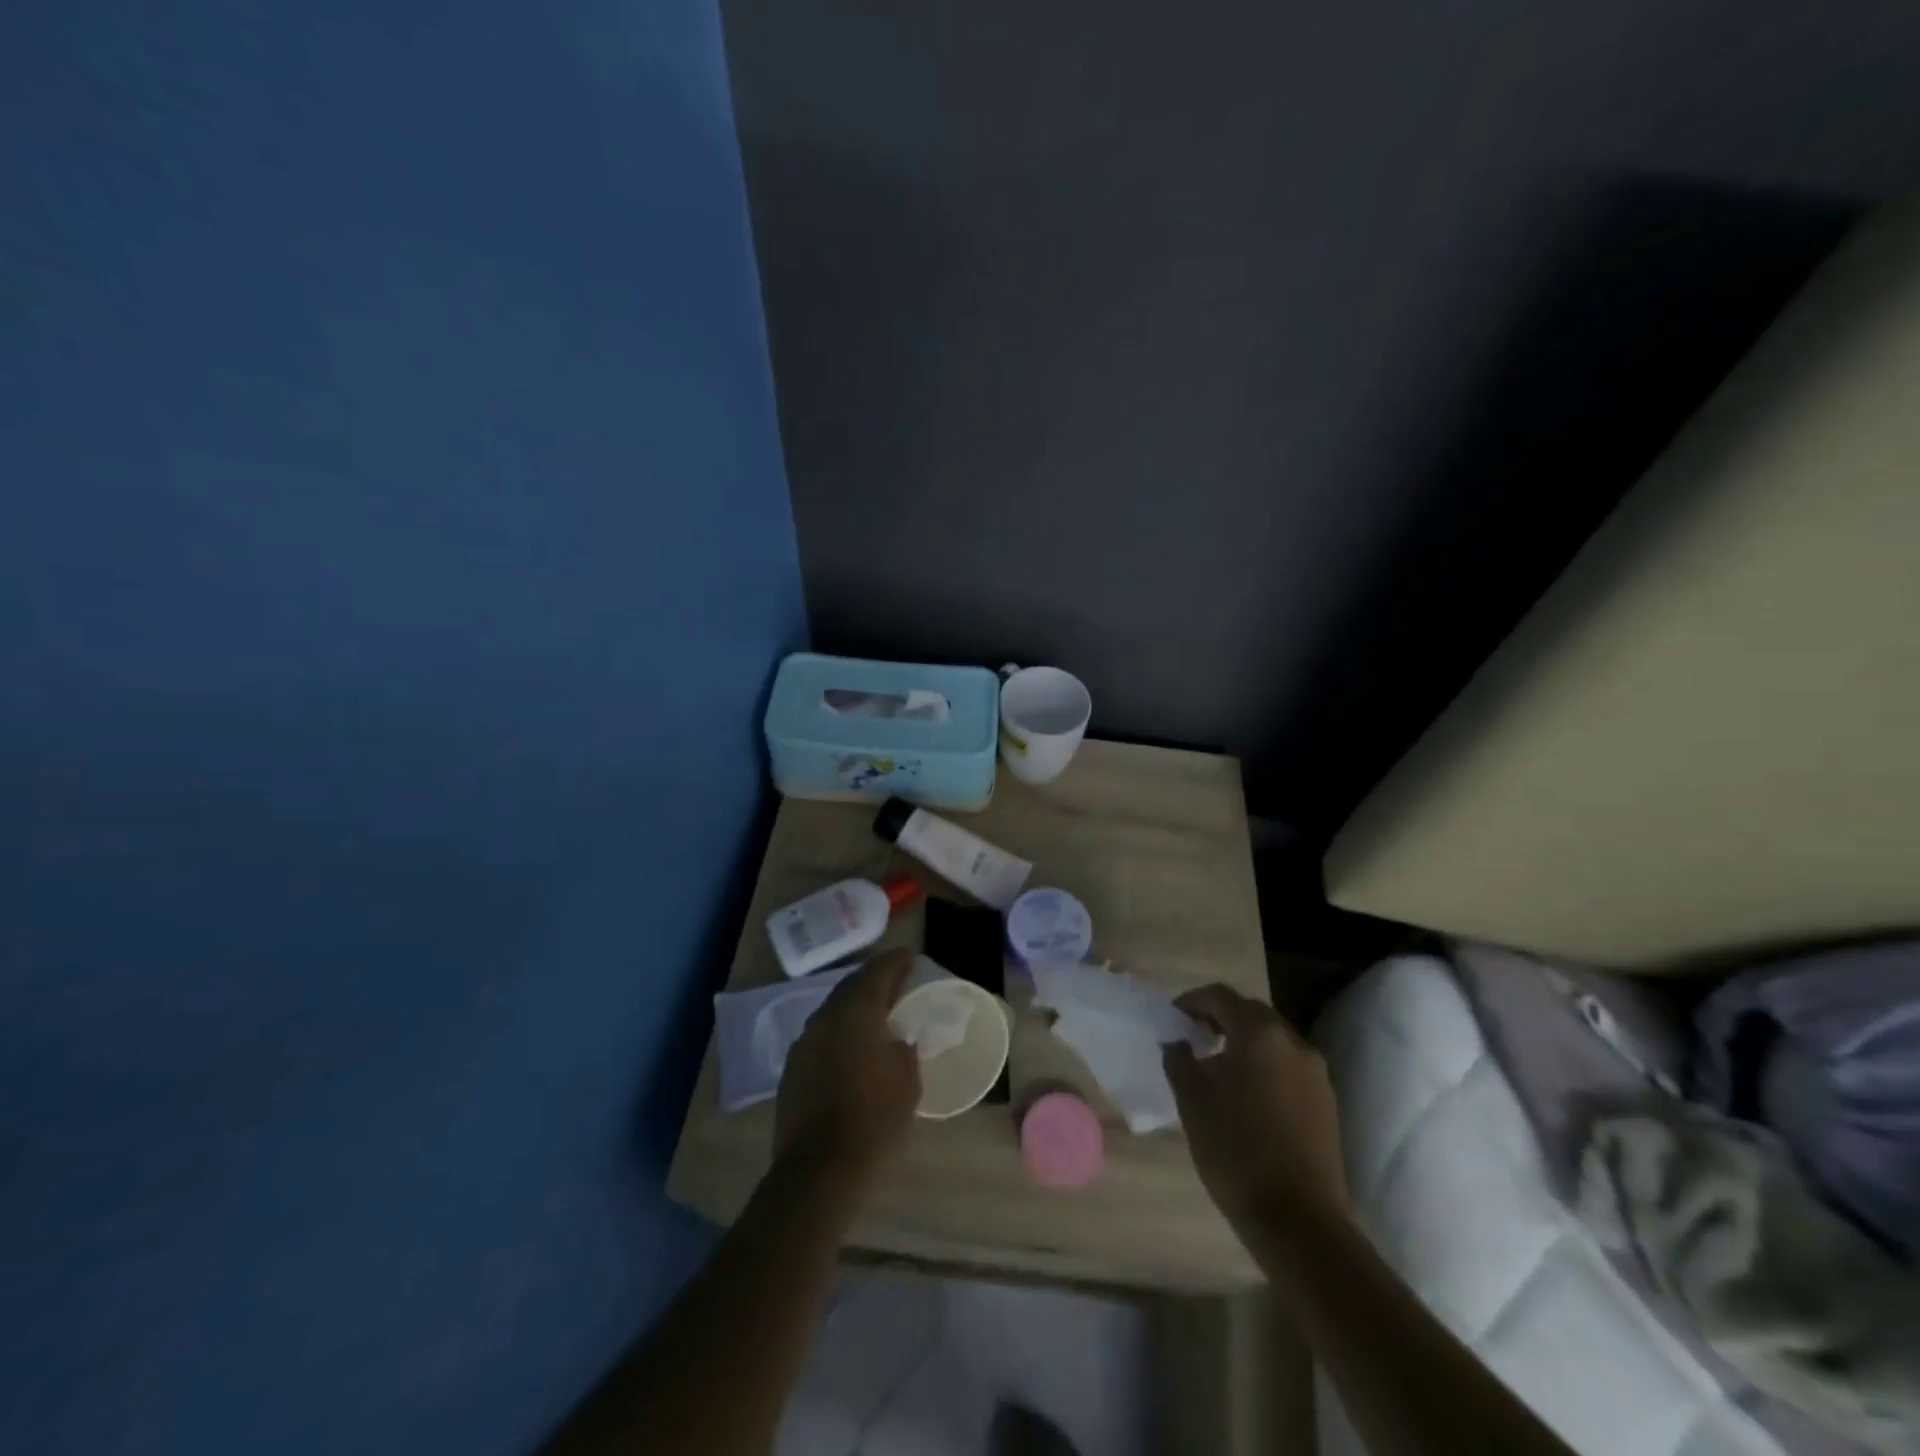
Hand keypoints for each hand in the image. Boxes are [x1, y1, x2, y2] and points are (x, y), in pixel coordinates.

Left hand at [774, 952, 921, 1198]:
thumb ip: (904, 1051)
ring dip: (855, 1006)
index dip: (896, 962)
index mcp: (856, 1011)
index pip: (878, 971)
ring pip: (833, 1011)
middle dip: (875, 981)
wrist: (819, 1172)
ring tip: (877, 1014)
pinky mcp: (792, 1070)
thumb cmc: (874, 1121)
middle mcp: (825, 1018)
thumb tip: (898, 1041)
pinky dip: (839, 1032)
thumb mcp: (907, 1082)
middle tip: (897, 983)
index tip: (911, 958)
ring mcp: (803, 1043)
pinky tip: (852, 1048)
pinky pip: (821, 1036)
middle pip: (851, 986)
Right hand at [1164, 985, 1348, 1247]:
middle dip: (1219, 1019)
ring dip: (1243, 1043)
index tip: (1173, 1020)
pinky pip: (1288, 1066)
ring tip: (1217, 1070)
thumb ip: (1180, 1059)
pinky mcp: (1327, 1102)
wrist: (1300, 1222)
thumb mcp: (1192, 1102)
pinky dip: (1264, 1066)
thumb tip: (1179, 1042)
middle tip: (1192, 1040)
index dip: (1192, 1002)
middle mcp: (1292, 1042)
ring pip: (1272, 1040)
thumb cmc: (1236, 1152)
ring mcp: (1315, 1072)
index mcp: (1259, 1033)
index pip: (1220, 996)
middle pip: (1250, 1013)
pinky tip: (1247, 1096)